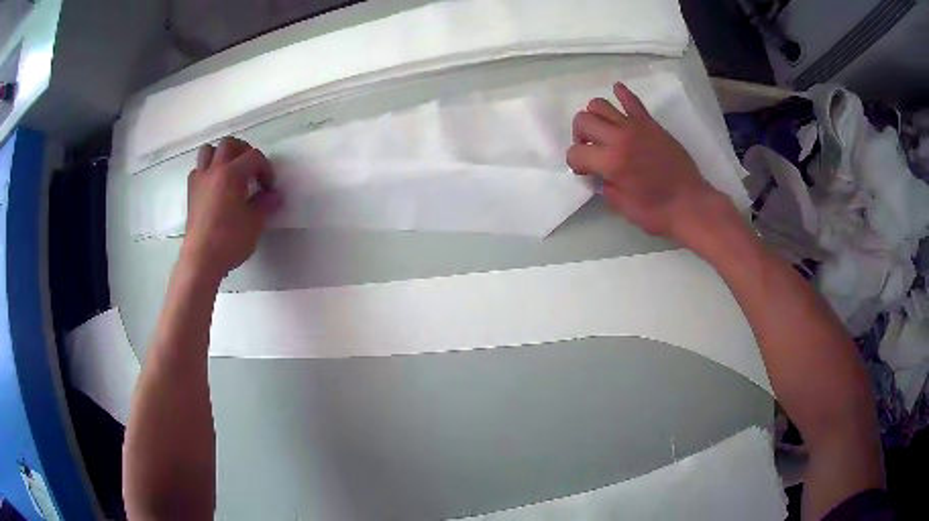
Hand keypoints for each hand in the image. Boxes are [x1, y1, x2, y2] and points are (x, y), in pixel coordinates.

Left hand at [181, 137, 281, 283]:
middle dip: (243, 152)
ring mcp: (200, 180)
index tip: (270, 188)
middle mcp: (214, 170)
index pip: (254, 157)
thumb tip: (274, 196)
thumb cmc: (230, 240)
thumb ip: (265, 204)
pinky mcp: (191, 193)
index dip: (266, 169)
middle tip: (252, 170)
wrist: (201, 259)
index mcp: (232, 173)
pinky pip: (199, 170)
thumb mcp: (255, 223)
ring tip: (231, 172)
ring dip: (221, 156)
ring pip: (209, 151)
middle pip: (229, 144)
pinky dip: (208, 172)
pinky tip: (215, 187)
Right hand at [566, 83, 738, 251]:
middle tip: (591, 149)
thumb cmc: (658, 213)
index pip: (575, 153)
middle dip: (580, 136)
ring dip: (594, 116)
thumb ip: (606, 187)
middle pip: (583, 120)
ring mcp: (636, 127)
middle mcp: (619, 138)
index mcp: (611, 162)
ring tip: (603, 130)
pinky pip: (632, 101)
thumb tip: (602, 175)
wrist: (691, 205)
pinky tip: (617, 91)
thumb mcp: (623, 207)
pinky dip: (622, 93)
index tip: (586, 172)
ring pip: (600, 105)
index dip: (576, 163)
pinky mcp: (651, 124)